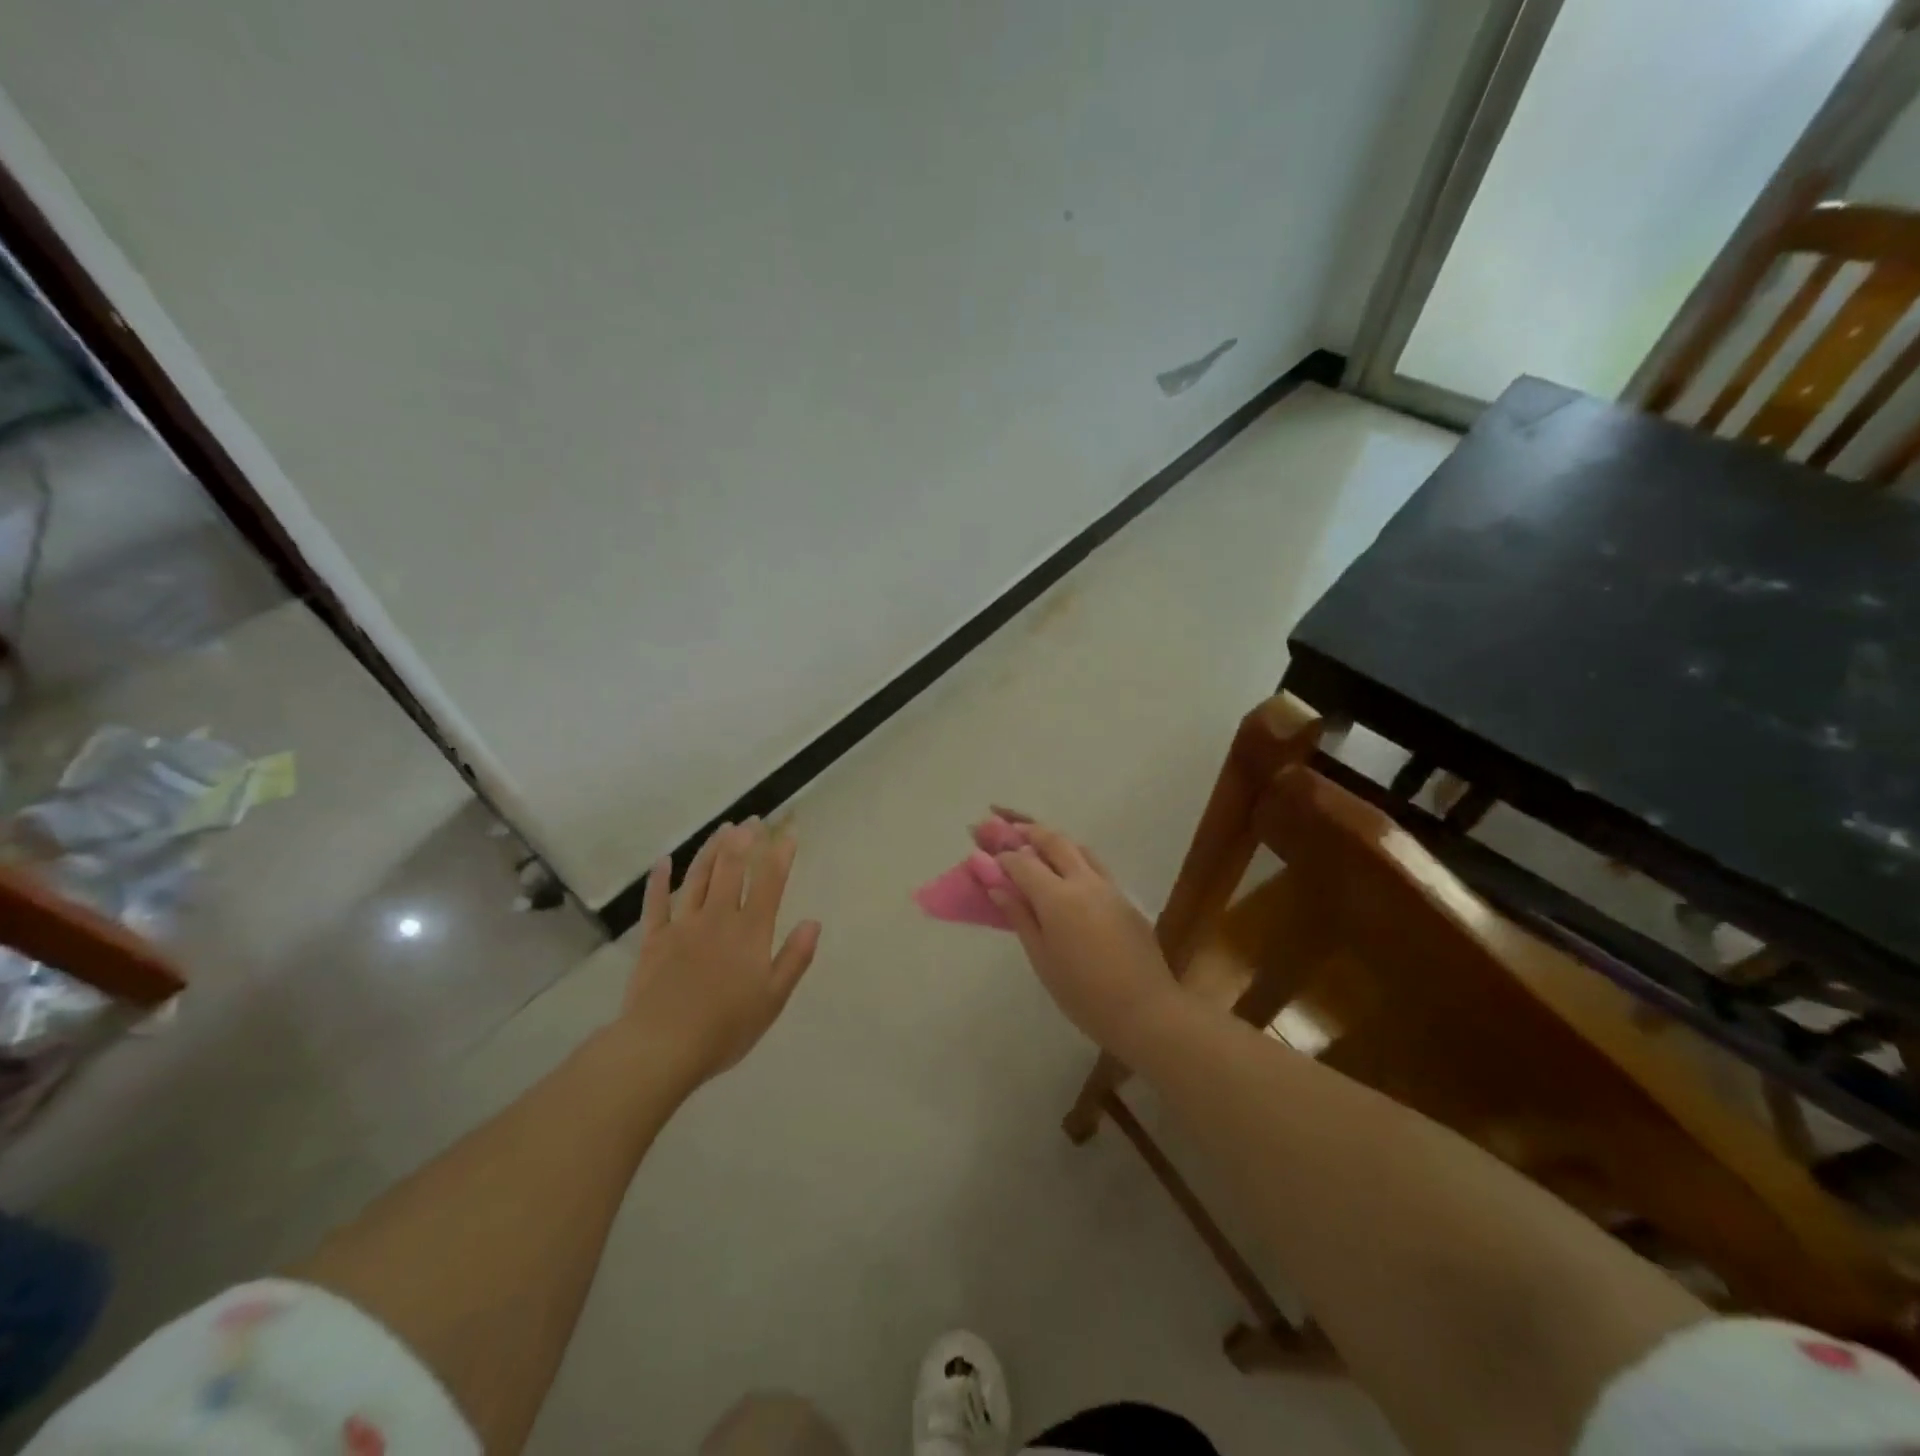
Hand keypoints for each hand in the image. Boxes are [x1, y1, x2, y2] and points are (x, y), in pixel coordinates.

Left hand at [619, 819, 821, 1087]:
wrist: (662, 1046)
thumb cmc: (726, 1027)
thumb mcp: (773, 998)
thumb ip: (794, 958)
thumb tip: (814, 922)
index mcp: (750, 932)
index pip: (769, 883)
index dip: (780, 855)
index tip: (788, 833)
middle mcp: (718, 918)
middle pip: (732, 869)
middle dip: (745, 840)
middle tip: (752, 819)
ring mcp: (683, 925)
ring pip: (698, 877)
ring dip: (711, 850)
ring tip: (722, 828)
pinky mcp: (654, 939)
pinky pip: (656, 903)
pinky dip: (659, 880)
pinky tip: (664, 861)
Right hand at [988, 819, 1178, 1056]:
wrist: (1146, 1011)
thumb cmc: (1084, 994)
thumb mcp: (1042, 959)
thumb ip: (1020, 916)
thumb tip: (997, 886)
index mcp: (1058, 898)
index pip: (1022, 862)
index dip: (1000, 854)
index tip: (982, 850)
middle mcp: (1084, 881)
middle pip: (1053, 840)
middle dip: (1025, 829)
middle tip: (1002, 823)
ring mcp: (1109, 887)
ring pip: (1077, 847)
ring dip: (1051, 838)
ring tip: (1031, 838)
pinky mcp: (1124, 898)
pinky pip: (1094, 864)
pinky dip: (1073, 855)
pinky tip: (1063, 868)